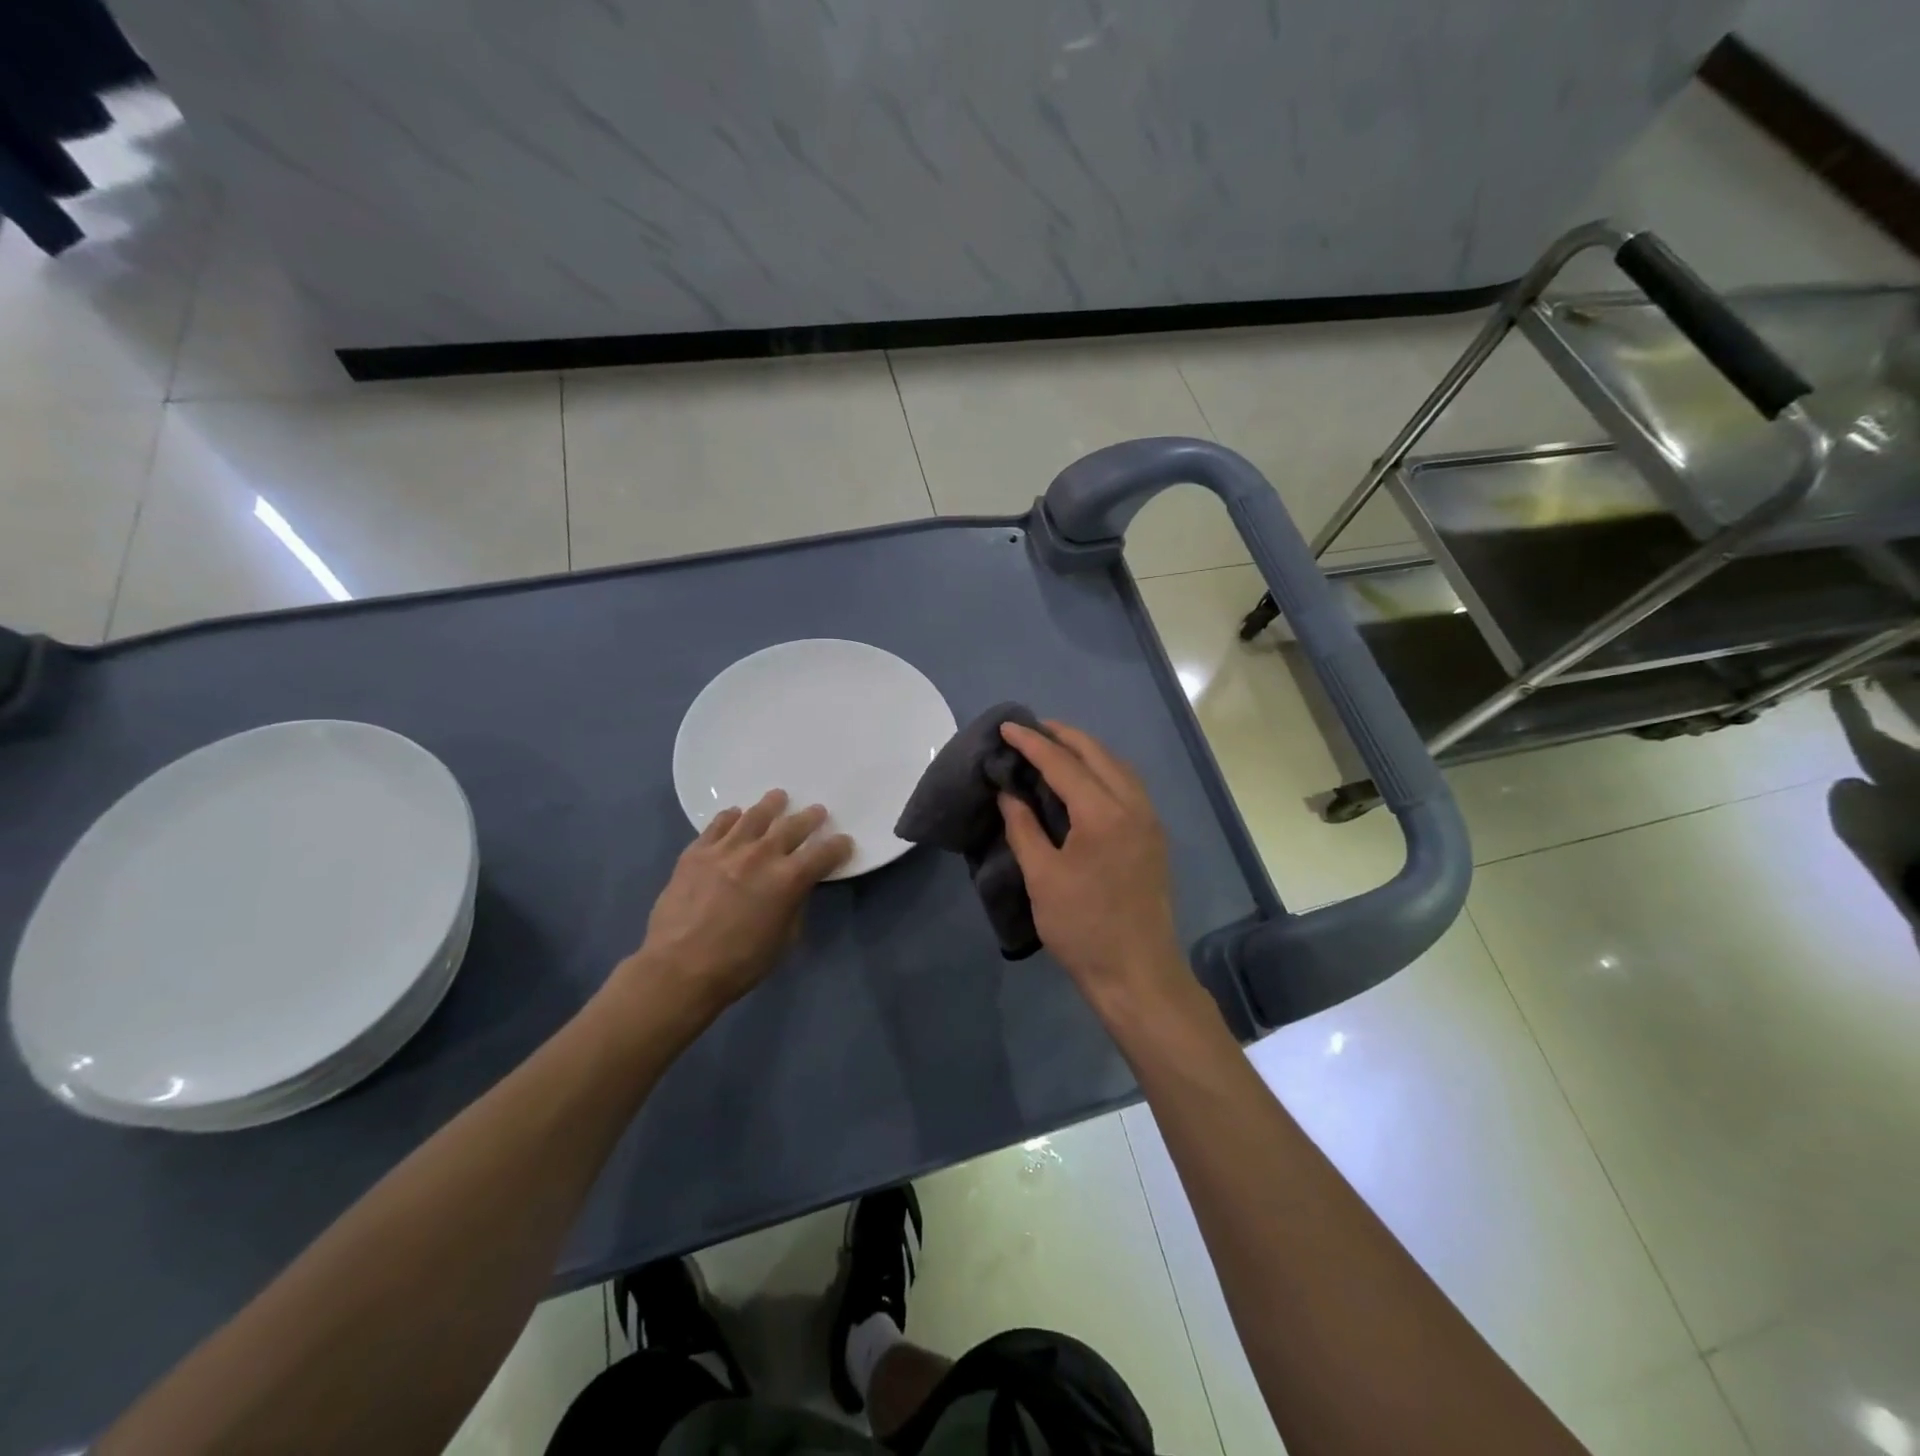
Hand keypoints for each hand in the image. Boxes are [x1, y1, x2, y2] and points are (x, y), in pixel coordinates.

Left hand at [610, 789, 851, 1029]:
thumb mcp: (784, 940)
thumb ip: (794, 905)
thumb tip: (794, 888)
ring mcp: (726, 849)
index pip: (824, 853)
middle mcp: (761, 855)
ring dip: (771, 805)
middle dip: (810, 818)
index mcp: (789, 879)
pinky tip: (735, 816)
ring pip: (755, 816)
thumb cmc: (739, 963)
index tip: (844, 842)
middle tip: (816, 811)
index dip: (838, 846)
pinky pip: (718, 824)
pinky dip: (731, 817)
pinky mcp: (697, 851)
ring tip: (778, 797)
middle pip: (793, 825)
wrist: (678, 968)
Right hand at [997, 722, 1189, 1013]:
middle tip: (1031, 728)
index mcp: (1104, 813)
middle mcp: (1134, 806)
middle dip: (1063, 736)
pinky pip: (1128, 786)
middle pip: (1098, 754)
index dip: (1032, 743)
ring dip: (1086, 750)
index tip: (1007, 726)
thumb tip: (1009, 793)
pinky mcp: (1154, 837)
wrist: (1137, 973)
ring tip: (1054, 747)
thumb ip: (1024, 828)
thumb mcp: (1042, 878)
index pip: (1064, 763)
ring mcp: (1150, 821)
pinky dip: (1103, 770)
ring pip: (1118, 767)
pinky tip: (1084, 780)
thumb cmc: (1082, 928)